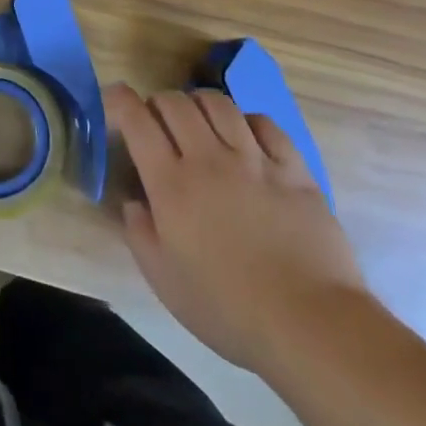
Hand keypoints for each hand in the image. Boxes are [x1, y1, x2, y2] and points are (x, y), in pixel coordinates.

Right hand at [106, 84, 370, 372]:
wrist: (311, 325)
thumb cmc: (228, 309)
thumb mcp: (164, 281)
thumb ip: (139, 234)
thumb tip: (132, 202)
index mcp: (171, 184)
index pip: (136, 119)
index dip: (119, 100)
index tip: (114, 102)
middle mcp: (208, 159)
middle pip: (175, 102)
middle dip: (158, 103)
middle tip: (158, 123)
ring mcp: (254, 160)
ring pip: (218, 104)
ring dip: (199, 104)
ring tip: (199, 122)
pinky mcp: (293, 169)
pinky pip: (264, 123)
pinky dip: (246, 120)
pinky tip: (245, 136)